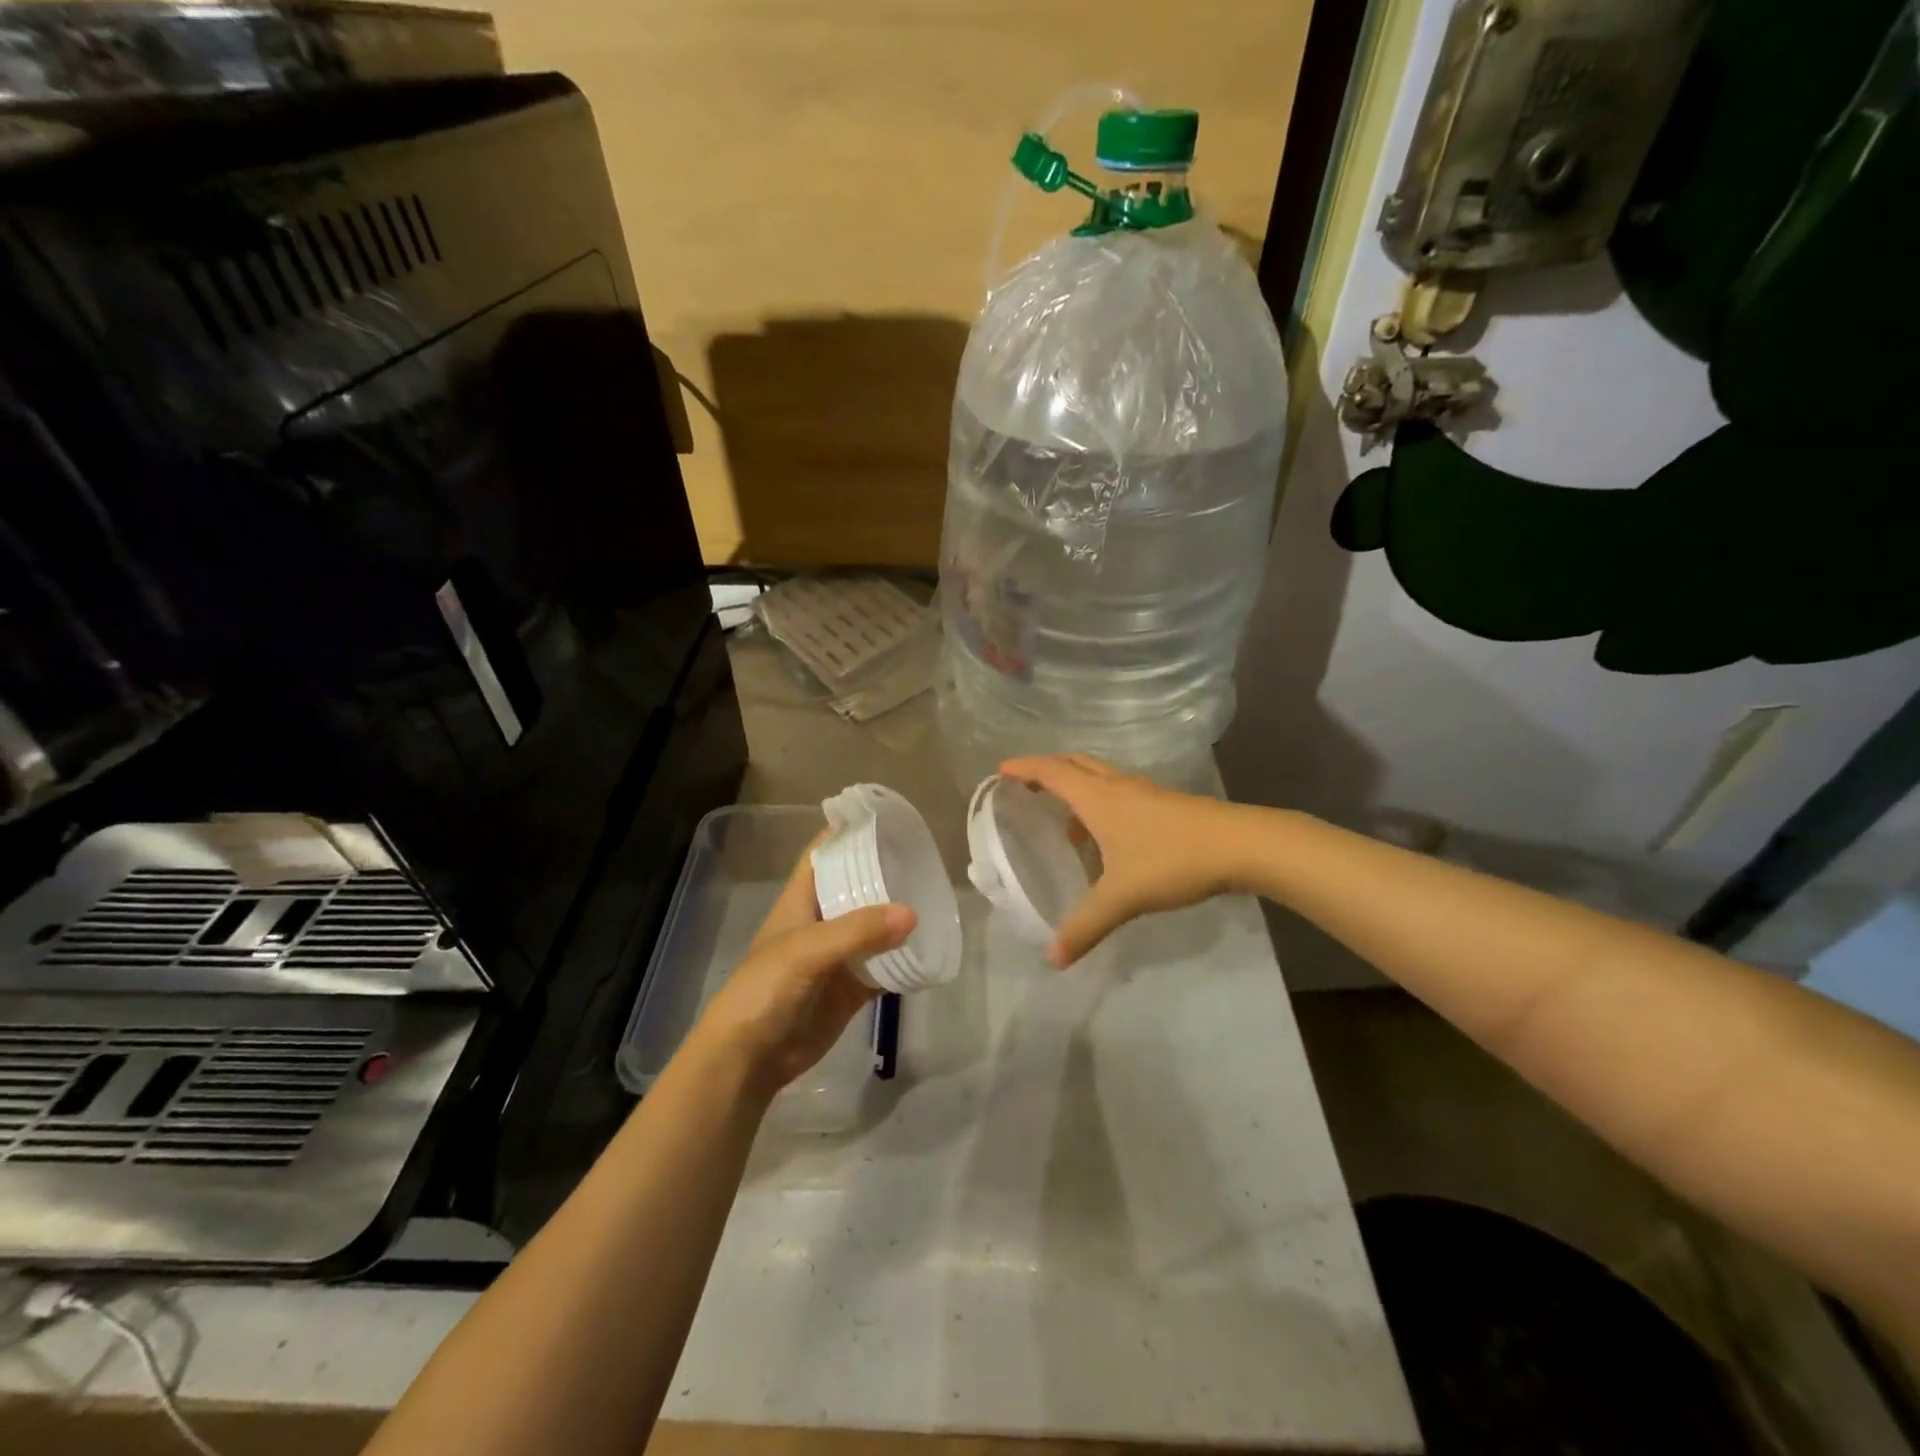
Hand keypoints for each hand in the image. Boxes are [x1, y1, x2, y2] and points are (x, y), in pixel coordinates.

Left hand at [686, 843, 915, 1096]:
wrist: (750, 1058)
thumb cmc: (765, 989)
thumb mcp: (806, 951)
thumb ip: (857, 931)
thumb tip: (912, 913)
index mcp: (802, 899)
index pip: (825, 853)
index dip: (849, 832)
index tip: (887, 817)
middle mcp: (822, 920)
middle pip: (857, 887)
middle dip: (886, 872)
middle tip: (926, 858)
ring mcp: (839, 955)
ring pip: (875, 927)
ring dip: (899, 916)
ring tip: (937, 896)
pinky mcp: (852, 987)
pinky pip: (884, 966)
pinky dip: (905, 959)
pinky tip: (931, 947)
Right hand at [1001, 753, 1246, 966]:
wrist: (1241, 845)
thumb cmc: (1172, 860)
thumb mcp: (1122, 897)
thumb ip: (1085, 926)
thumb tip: (1053, 960)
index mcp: (1098, 798)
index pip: (1052, 772)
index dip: (1025, 767)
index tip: (1002, 769)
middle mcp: (1118, 787)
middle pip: (1075, 764)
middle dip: (1047, 769)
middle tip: (1026, 784)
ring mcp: (1144, 793)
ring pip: (1100, 778)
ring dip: (1077, 788)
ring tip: (1065, 821)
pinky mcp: (1166, 804)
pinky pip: (1119, 793)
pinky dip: (1101, 804)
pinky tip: (1108, 839)